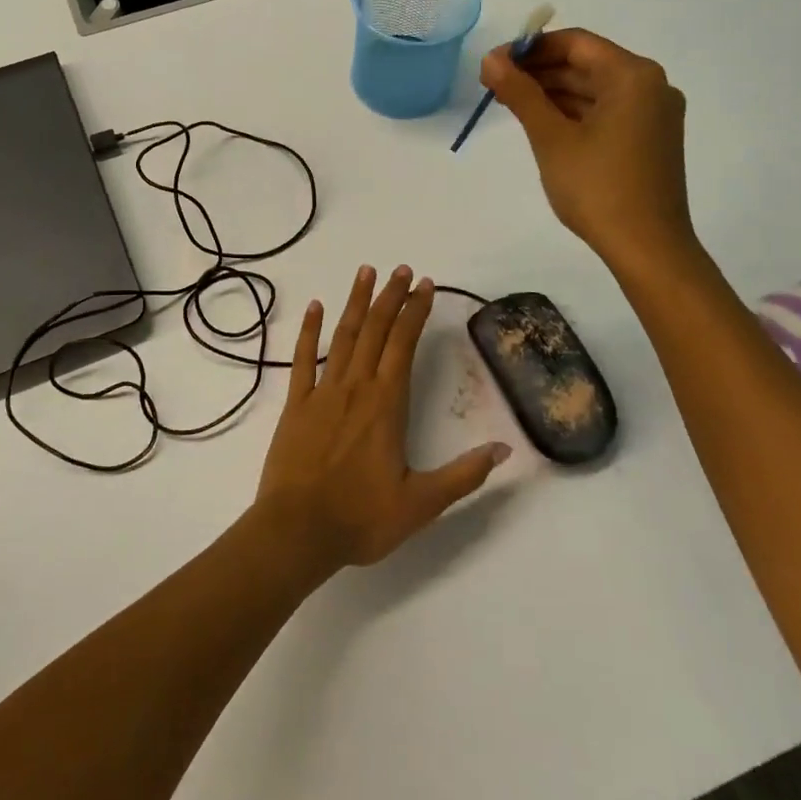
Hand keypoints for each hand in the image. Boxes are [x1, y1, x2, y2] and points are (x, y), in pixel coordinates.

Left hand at [256, 265, 508, 573]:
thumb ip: (464, 475)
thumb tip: (505, 449)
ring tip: (366, 272)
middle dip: (390, 297)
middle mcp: (355, 388)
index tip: (425, 285)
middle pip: (375, 331)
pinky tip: (314, 307)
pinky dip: (308, 331)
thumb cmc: (360, 519)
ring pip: (343, 336)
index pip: (404, 345)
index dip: (415, 312)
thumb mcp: (421, 504)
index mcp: (386, 405)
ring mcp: (322, 392)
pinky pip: (302, 359)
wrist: (297, 531)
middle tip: (401, 269)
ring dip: (356, 303)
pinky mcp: (296, 404)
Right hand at [480, 28, 699, 282]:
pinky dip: (573, 112)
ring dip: (553, 92)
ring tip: (509, 103)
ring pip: (594, 89)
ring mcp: (653, 113)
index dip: (530, 48)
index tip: (493, 63)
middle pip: (586, 64)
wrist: (647, 247)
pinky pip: (606, 111)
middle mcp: (651, 86)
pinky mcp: (649, 138)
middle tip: (493, 84)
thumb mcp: (551, 138)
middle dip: (539, 71)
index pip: (575, 43)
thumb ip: (520, 94)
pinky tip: (541, 122)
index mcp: (633, 76)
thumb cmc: (597, 188)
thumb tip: (490, 59)